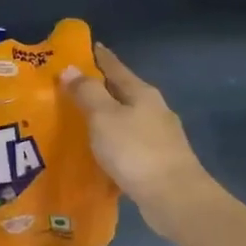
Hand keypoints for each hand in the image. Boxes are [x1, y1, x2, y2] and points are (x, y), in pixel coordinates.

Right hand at [61, 43, 211, 235]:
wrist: (174, 197)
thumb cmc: (135, 151)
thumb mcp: (104, 117)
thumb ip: (88, 93)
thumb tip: (71, 69)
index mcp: (142, 93)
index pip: (116, 68)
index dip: (101, 57)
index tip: (87, 47)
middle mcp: (154, 110)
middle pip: (124, 93)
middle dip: (101, 89)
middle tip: (73, 88)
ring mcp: (160, 137)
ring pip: (127, 120)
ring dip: (107, 119)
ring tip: (82, 122)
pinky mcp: (158, 162)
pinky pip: (129, 145)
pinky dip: (114, 144)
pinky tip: (100, 154)